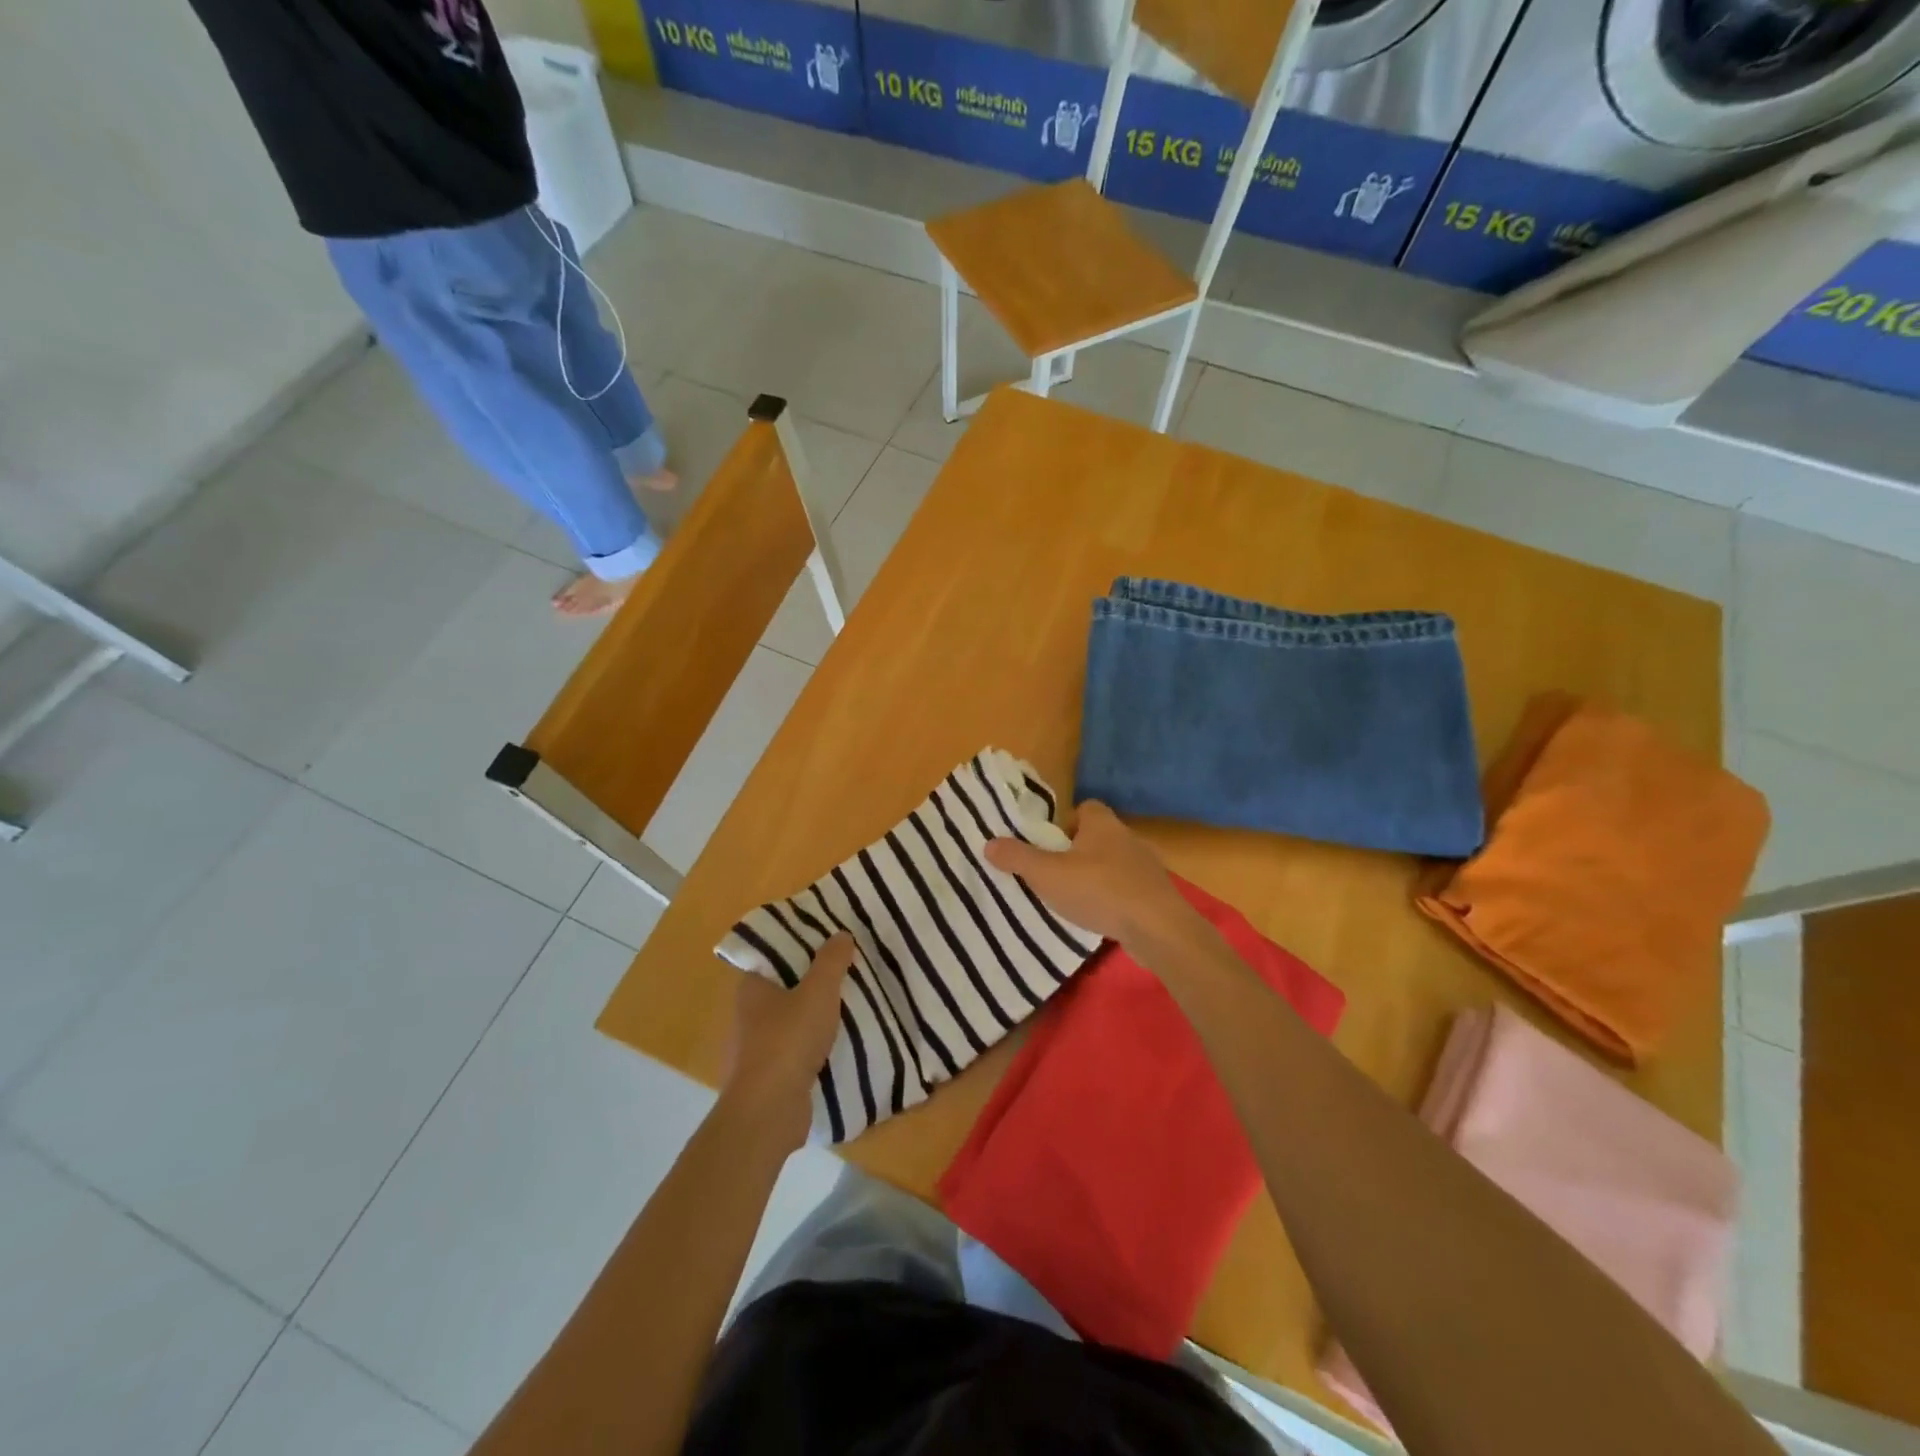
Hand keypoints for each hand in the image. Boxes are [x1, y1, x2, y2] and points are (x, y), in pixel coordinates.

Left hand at [721, 933, 853, 1153]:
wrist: (768, 1111)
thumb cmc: (788, 1040)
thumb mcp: (818, 991)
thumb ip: (831, 961)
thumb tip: (840, 935)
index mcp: (751, 988)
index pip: (773, 957)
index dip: (799, 947)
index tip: (827, 943)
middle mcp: (747, 1015)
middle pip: (784, 989)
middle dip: (812, 983)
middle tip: (846, 971)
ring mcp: (755, 1049)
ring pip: (790, 1022)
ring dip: (814, 1017)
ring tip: (849, 1006)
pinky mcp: (768, 1078)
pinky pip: (795, 1052)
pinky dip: (813, 1047)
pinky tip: (839, 1044)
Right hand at [984, 801, 1194, 950]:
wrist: (1158, 928)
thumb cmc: (1099, 890)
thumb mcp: (1047, 874)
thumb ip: (1017, 858)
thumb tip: (988, 843)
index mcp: (1102, 823)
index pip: (1084, 808)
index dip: (1064, 824)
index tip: (1048, 846)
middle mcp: (1127, 837)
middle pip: (1097, 836)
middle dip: (1077, 852)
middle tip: (1055, 874)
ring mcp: (1147, 866)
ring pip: (1113, 863)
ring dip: (1096, 877)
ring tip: (1075, 899)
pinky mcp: (1157, 893)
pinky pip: (1128, 888)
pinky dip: (1114, 898)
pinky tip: (1101, 917)